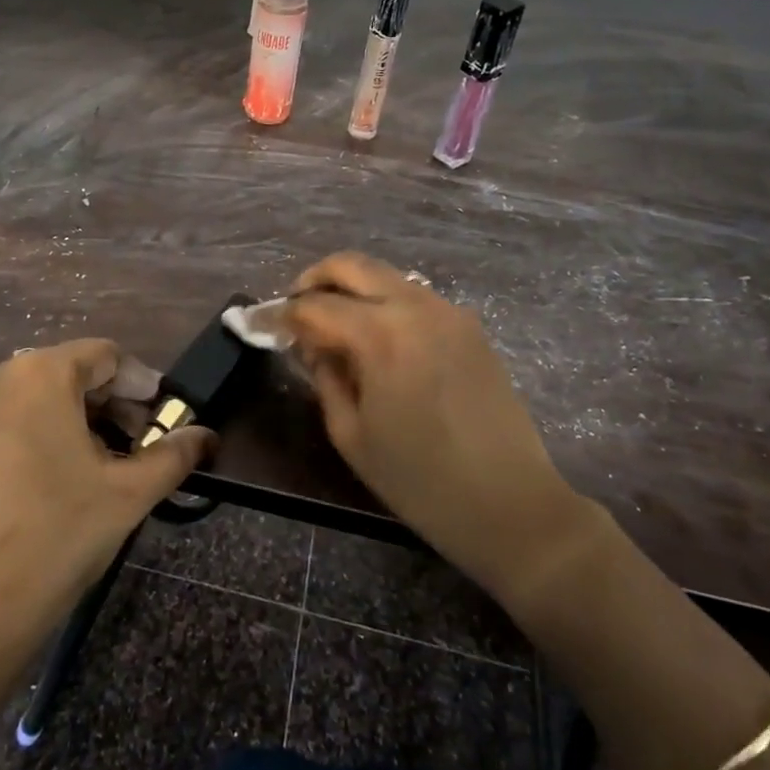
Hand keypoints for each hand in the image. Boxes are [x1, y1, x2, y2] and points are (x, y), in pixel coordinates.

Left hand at [0, 339, 210, 682]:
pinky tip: (23, 489)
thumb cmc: (57, 539)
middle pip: (59, 373)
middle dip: (99, 402)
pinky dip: (11, 443)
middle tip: (124, 443)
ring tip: (76, 466)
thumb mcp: (128, 495)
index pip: (103, 355)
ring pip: (17, 400)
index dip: (138, 382)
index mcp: (39, 376)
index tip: (157, 417)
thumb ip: (174, 455)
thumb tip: (206, 436)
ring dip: (55, 420)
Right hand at [282, 252, 589, 600]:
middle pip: (351, 265)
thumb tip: (313, 345)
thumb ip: (325, 377)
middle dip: (314, 280)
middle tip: (295, 312)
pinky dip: (384, 303)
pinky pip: (414, 297)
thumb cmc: (419, 481)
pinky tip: (377, 339)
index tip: (258, 326)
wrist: (511, 503)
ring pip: (385, 275)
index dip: (279, 315)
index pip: (313, 306)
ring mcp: (448, 312)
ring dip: (351, 289)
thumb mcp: (351, 434)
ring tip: (333, 327)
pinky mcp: (470, 326)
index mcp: (380, 335)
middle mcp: (415, 307)